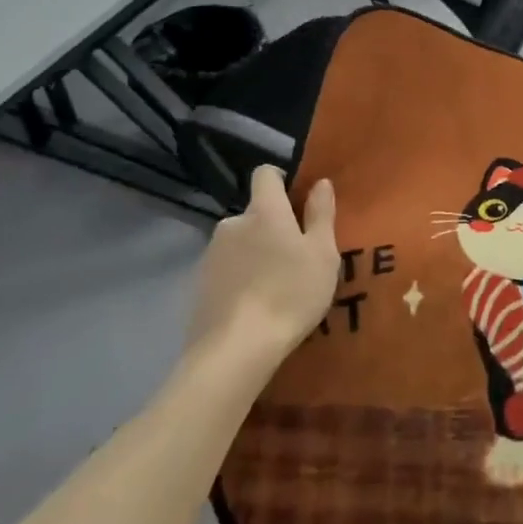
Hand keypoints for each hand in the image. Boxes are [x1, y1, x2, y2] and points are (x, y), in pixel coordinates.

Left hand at [186, 166, 339, 361]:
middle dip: (273, 226)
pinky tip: (254, 304)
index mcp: (264, 210)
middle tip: (296, 257)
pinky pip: (227, 268)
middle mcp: (232, 223)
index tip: (298, 202)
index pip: (265, 174)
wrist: (236, 349)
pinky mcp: (200, 284)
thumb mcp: (322, 254)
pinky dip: (241, 277)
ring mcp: (211, 254)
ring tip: (276, 285)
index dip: (281, 181)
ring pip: (241, 242)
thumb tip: (320, 182)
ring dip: (256, 253)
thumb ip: (321, 214)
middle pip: (255, 212)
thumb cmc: (290, 293)